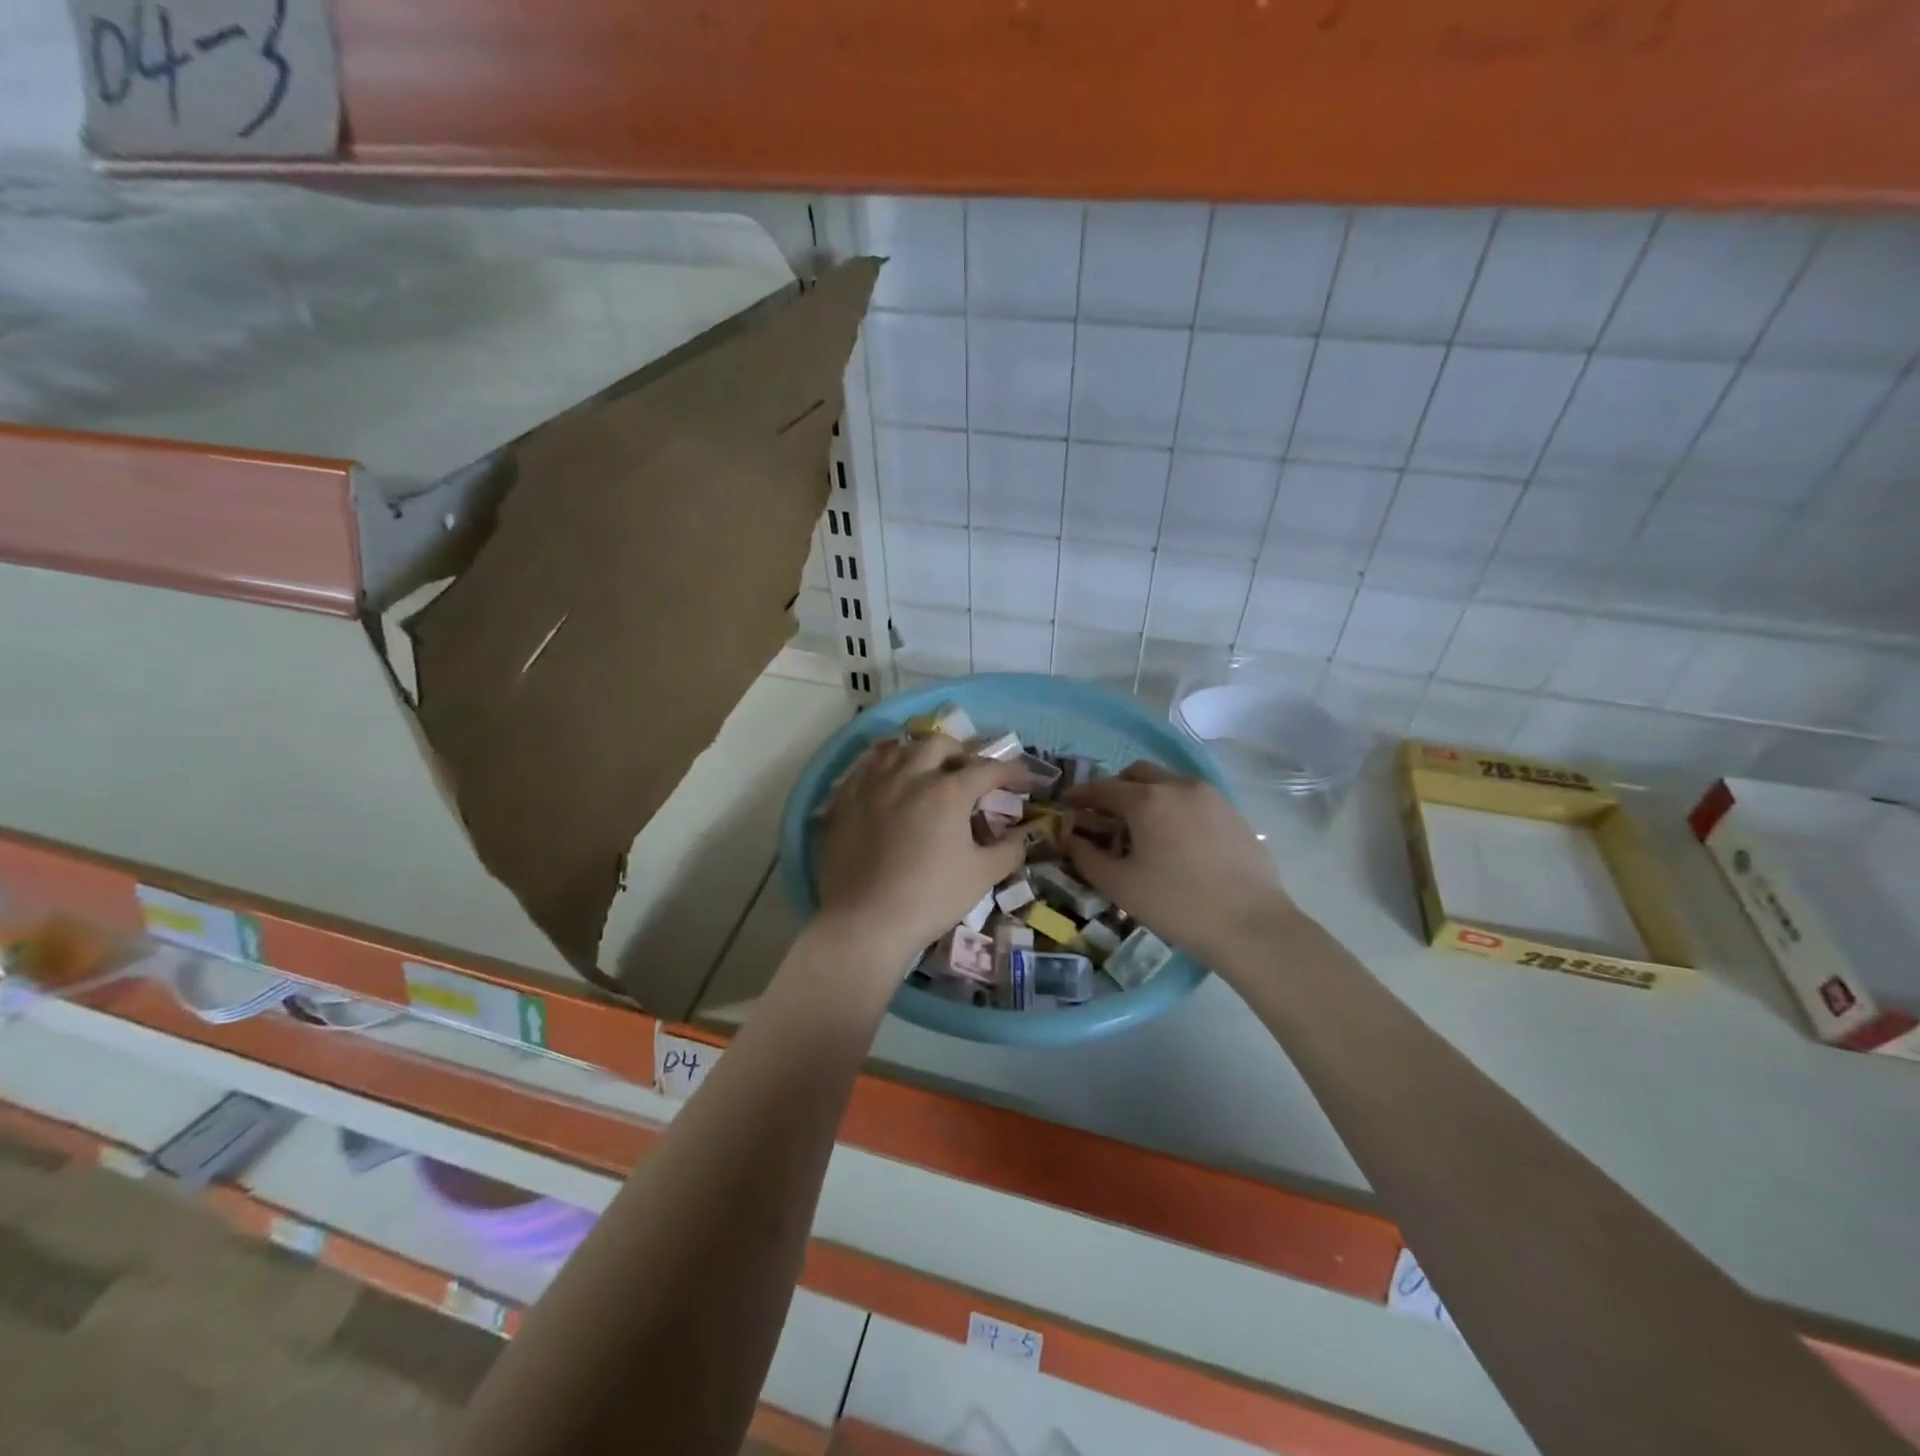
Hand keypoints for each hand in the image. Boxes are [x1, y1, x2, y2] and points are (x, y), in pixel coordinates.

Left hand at [813, 735, 1029, 966]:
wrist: (864, 922)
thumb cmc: (929, 899)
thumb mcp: (982, 877)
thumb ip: (1009, 850)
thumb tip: (1021, 835)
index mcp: (948, 791)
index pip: (989, 769)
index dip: (1013, 772)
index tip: (1027, 780)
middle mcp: (910, 775)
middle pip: (940, 745)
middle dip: (962, 753)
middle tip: (970, 773)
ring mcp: (872, 783)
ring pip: (899, 747)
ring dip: (920, 753)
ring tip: (927, 770)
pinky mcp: (844, 798)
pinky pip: (865, 765)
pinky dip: (884, 765)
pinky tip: (888, 780)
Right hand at [1065, 763, 1294, 967]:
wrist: (1250, 925)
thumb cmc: (1176, 905)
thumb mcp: (1120, 885)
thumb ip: (1086, 857)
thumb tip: (1069, 838)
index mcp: (1146, 800)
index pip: (1103, 788)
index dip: (1082, 795)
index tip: (1068, 804)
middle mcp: (1178, 786)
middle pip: (1137, 773)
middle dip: (1115, 787)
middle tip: (1104, 814)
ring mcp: (1210, 796)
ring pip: (1168, 781)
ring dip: (1146, 794)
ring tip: (1141, 827)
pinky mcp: (1232, 812)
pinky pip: (1192, 797)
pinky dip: (1174, 806)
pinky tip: (1174, 838)